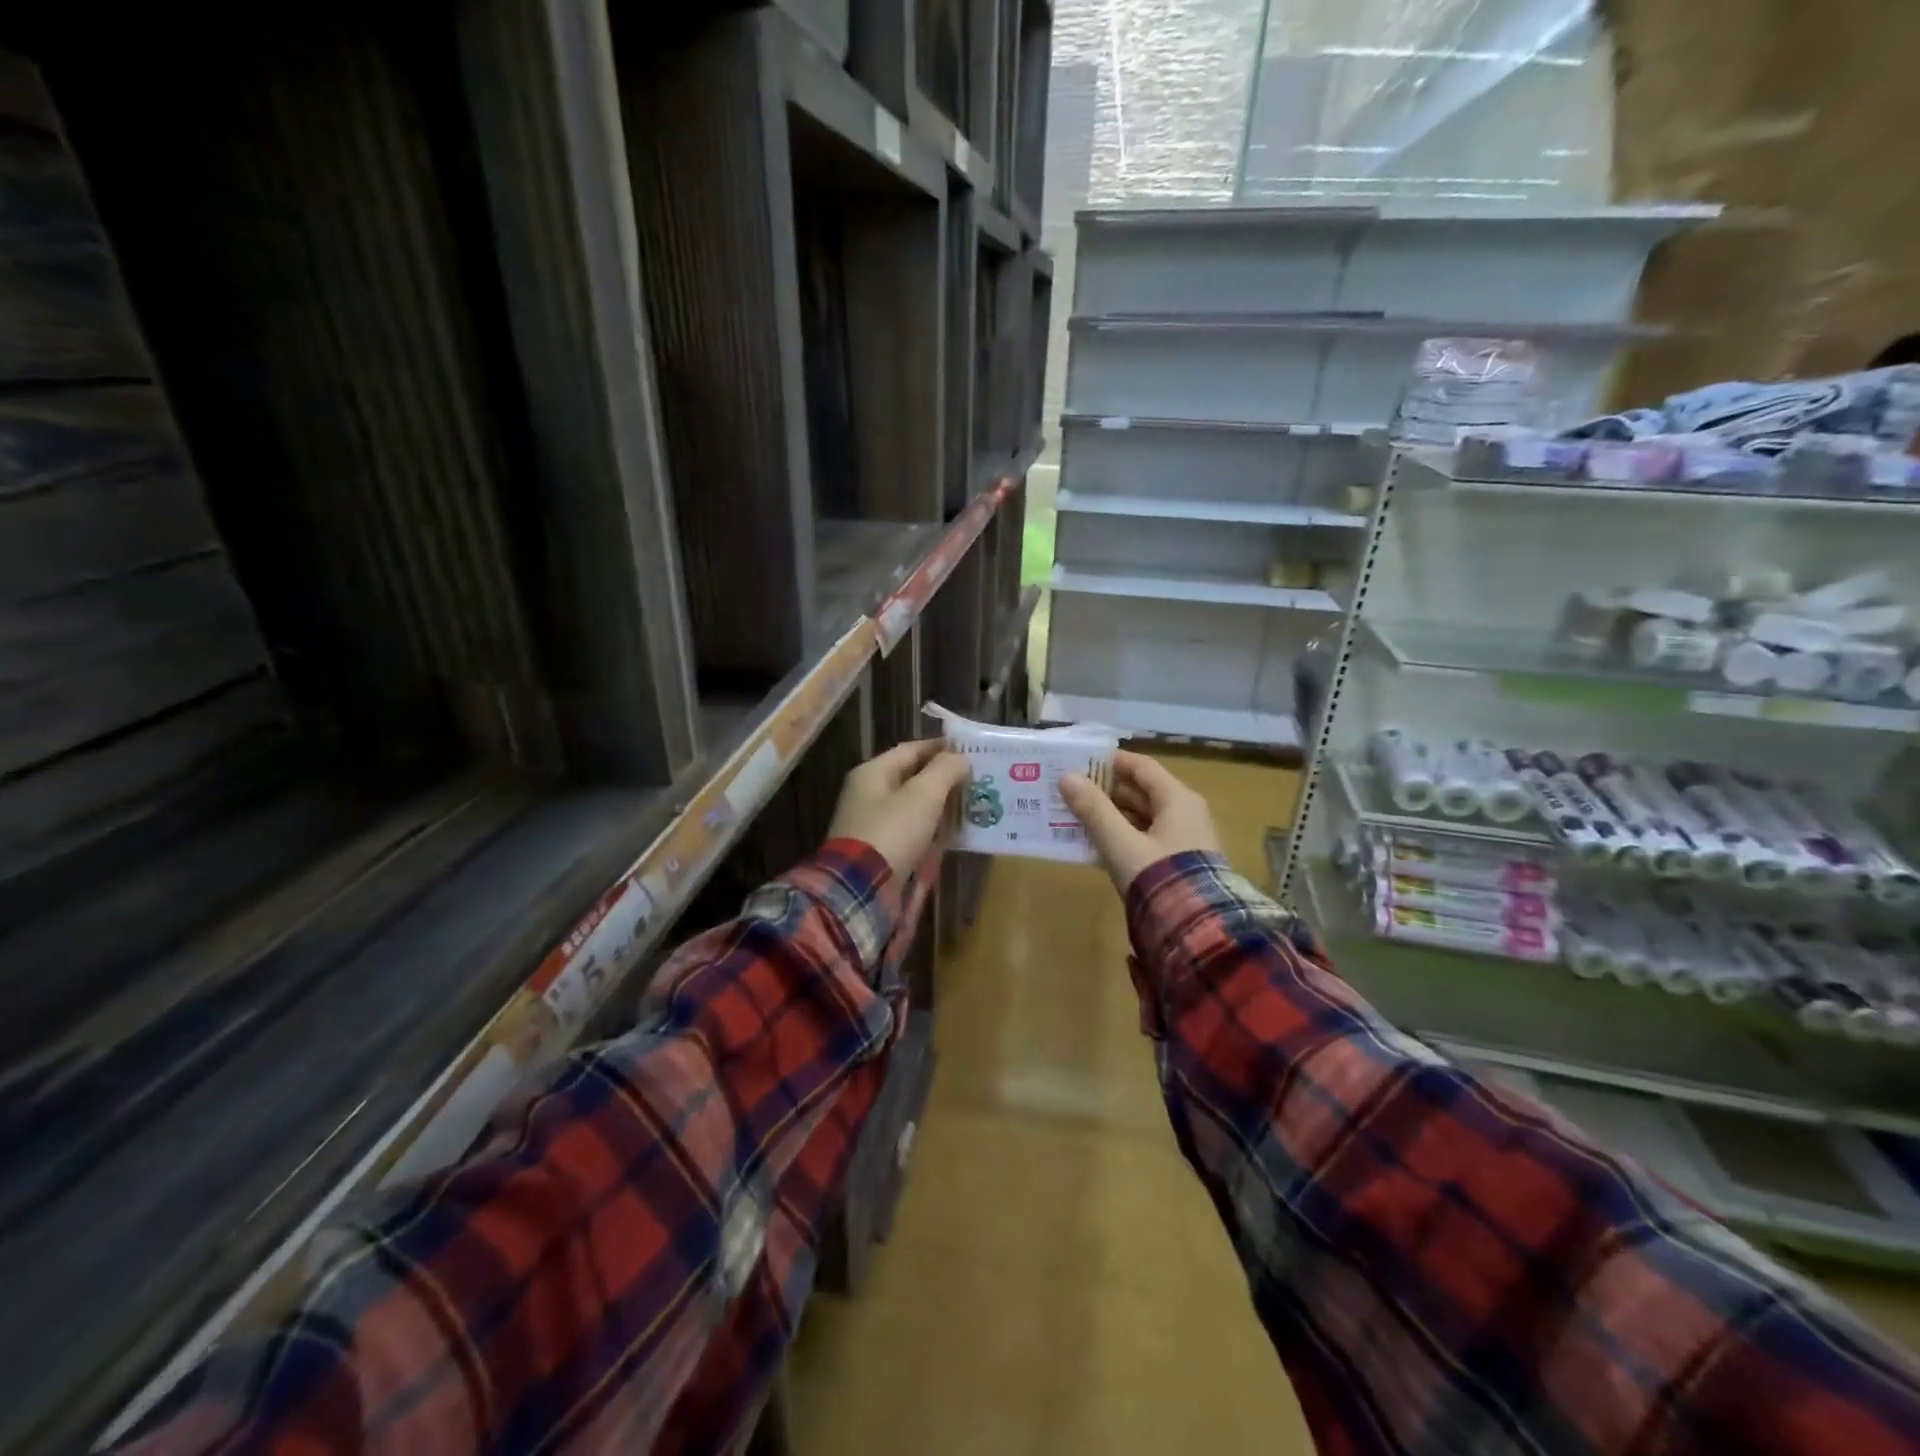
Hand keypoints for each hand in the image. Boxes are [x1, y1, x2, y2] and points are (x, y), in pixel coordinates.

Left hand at [827, 739, 971, 876]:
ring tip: (971, 805)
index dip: (941, 748)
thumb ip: (944, 771)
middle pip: (912, 778)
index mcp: (872, 773)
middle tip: (976, 779)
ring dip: (940, 805)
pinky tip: (954, 834)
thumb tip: (961, 758)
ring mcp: (872, 824)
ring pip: (913, 806)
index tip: (970, 751)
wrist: (862, 888)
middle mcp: (868, 794)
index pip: (911, 750)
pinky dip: (931, 830)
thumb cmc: (893, 832)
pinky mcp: (880, 850)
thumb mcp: (923, 795)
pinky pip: (911, 831)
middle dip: (944, 778)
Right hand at [1060, 750, 1222, 892]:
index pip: (1142, 767)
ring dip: (1110, 814)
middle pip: (1141, 791)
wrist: (1196, 929)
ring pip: (1141, 816)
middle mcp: (1184, 813)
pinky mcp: (1178, 862)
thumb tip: (1067, 777)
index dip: (1111, 761)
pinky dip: (1121, 835)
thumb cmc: (1159, 876)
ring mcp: (1183, 839)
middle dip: (1105, 789)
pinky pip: (1145, 838)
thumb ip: (1094, 810)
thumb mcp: (1121, 843)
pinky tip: (1094, 842)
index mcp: (1177, 799)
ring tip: (1074, 814)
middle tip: (1070, 788)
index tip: (1080, 760)